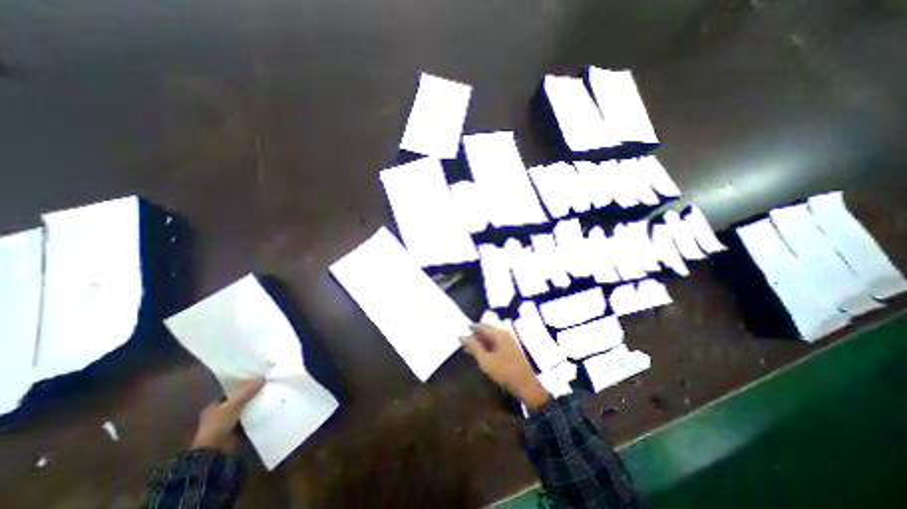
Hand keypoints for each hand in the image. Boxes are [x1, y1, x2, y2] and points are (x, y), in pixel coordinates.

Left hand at [190, 375, 264, 451]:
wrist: (215, 452)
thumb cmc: (218, 426)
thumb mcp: (233, 405)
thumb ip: (247, 391)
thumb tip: (263, 377)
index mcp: (215, 405)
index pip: (232, 391)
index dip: (245, 384)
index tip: (259, 378)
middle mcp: (221, 413)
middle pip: (241, 398)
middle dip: (253, 393)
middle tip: (269, 384)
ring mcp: (229, 422)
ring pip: (247, 407)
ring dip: (257, 403)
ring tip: (273, 393)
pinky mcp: (238, 429)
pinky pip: (251, 416)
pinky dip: (259, 412)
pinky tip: (270, 406)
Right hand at [463, 324, 548, 410]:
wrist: (529, 386)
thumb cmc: (506, 372)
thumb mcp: (486, 360)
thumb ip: (474, 347)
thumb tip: (462, 336)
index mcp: (499, 334)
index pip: (482, 326)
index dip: (470, 329)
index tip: (460, 335)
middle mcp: (505, 334)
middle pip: (487, 331)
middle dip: (475, 337)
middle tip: (463, 345)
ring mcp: (509, 342)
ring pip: (491, 338)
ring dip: (481, 343)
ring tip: (470, 351)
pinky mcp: (512, 350)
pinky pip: (496, 344)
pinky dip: (488, 348)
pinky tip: (482, 355)